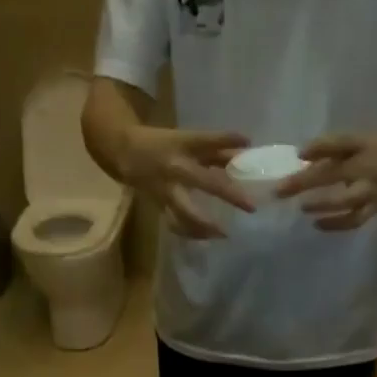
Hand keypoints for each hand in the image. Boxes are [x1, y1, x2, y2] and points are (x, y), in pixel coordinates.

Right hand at [121, 127, 254, 239]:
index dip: (226, 139)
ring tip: (224, 234)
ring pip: (187, 212)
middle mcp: (176, 168)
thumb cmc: (162, 144)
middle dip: (229, 195)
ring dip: (206, 225)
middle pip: (206, 182)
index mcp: (184, 146)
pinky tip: (206, 237)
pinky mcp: (160, 205)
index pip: (207, 141)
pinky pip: (176, 224)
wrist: (126, 153)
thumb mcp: (187, 140)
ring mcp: (167, 190)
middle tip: (251, 207)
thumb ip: (215, 148)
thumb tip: (245, 149)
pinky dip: (191, 233)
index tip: (246, 142)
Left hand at [276, 133, 376, 231]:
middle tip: (280, 190)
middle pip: (334, 174)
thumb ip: (331, 148)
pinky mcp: (376, 208)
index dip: (319, 147)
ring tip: (301, 208)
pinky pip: (354, 220)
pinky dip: (336, 224)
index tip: (297, 154)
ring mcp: (372, 191)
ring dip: (323, 206)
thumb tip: (300, 156)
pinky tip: (316, 224)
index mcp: (362, 146)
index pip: (339, 144)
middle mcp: (367, 169)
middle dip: (306, 183)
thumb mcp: (359, 141)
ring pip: (346, 201)